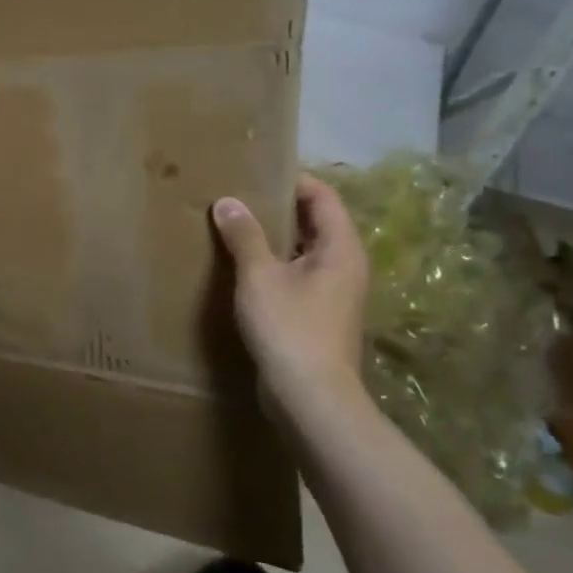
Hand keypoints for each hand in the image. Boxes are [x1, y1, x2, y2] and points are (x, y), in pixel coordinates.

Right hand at [211, 175, 368, 408]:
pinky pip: (296, 276)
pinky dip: (273, 265)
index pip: (323, 197)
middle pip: (315, 223)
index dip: (293, 181)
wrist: (311, 398)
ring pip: (304, 252)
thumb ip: (244, 235)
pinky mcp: (318, 316)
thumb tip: (227, 201)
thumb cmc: (290, 328)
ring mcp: (334, 294)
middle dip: (278, 208)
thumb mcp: (260, 276)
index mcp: (341, 249)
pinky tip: (241, 269)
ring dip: (273, 239)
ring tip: (233, 228)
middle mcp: (345, 266)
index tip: (255, 174)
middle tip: (237, 198)